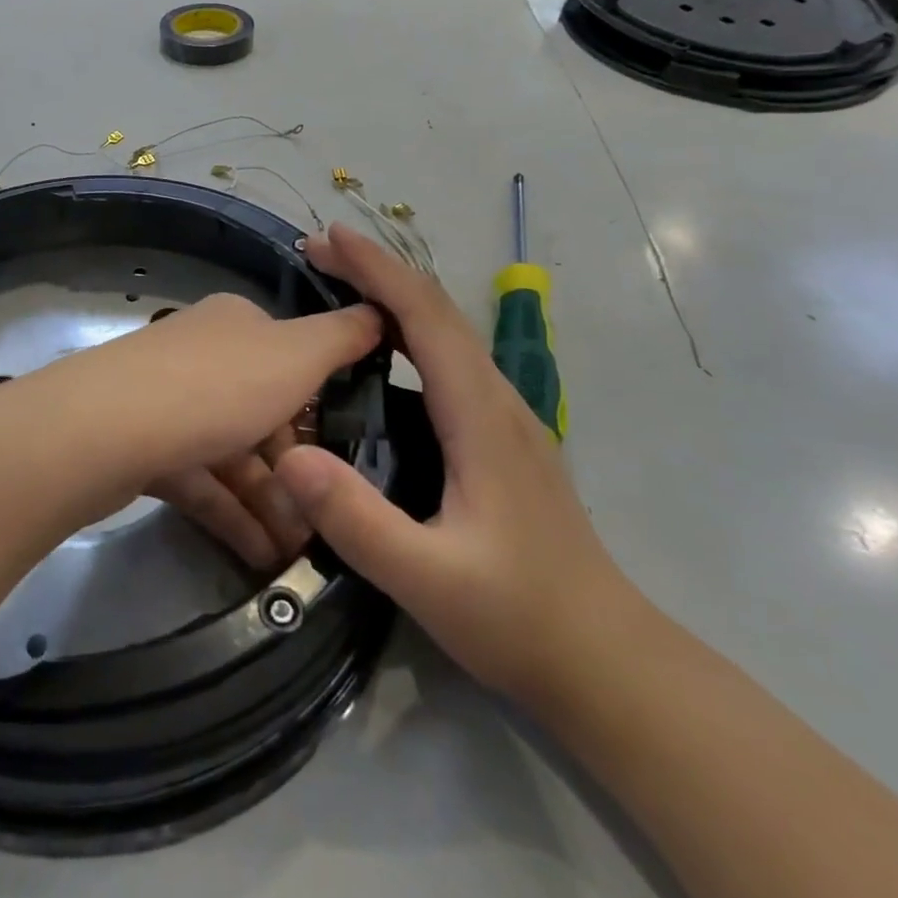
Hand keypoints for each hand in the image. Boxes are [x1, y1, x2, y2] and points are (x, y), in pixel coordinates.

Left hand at [0, 292, 381, 552]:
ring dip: (268, 501)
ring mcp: (168, 402)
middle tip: (326, 519)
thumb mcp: (296, 353)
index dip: (321, 404)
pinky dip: (231, 514)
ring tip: (299, 551)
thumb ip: (342, 336)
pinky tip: (261, 555)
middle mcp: (201, 356)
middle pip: (262, 413)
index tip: (347, 452)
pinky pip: (200, 481)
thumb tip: (378, 311)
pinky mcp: (143, 448)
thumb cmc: (218, 385)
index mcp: (236, 325)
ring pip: (232, 453)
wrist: (108, 428)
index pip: (291, 358)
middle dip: (296, 469)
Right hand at [274, 224, 637, 701]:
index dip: (377, 269)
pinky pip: (451, 361)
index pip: (426, 317)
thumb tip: (289, 455)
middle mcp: (498, 401)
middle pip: (438, 311)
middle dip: (378, 271)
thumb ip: (357, 519)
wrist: (608, 661)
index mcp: (481, 416)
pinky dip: (410, 332)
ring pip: (448, 333)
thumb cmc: (519, 617)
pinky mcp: (503, 438)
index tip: (329, 236)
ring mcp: (507, 418)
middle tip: (317, 251)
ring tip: (340, 285)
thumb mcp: (427, 578)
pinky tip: (382, 353)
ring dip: (394, 297)